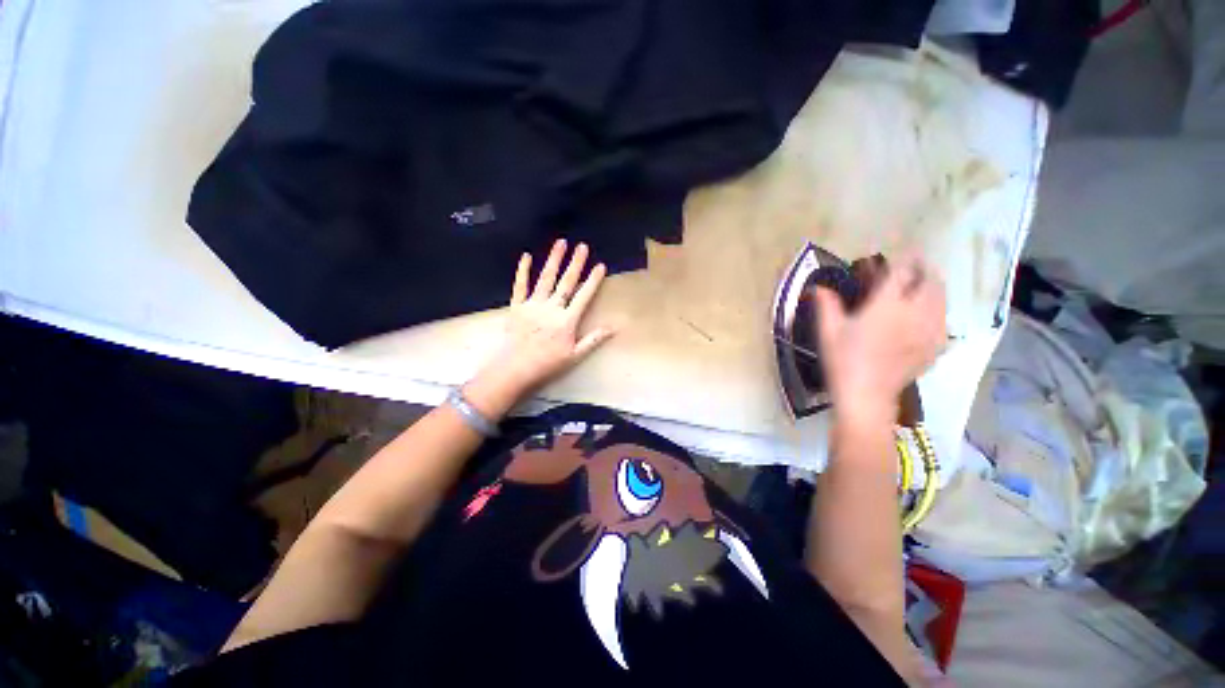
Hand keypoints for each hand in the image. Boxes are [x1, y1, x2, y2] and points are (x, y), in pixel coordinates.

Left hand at [464, 240, 615, 418]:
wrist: (516, 368)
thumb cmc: (548, 363)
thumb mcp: (575, 355)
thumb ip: (594, 339)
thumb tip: (613, 328)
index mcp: (566, 320)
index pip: (583, 296)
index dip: (593, 281)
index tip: (600, 266)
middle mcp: (551, 308)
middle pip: (566, 283)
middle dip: (575, 263)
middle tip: (582, 246)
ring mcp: (533, 305)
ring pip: (545, 279)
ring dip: (554, 260)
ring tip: (561, 243)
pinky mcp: (517, 306)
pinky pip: (520, 286)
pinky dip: (523, 271)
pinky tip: (527, 256)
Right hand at [813, 256, 945, 427]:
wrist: (866, 395)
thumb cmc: (843, 360)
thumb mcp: (828, 331)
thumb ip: (826, 305)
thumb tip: (817, 287)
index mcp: (887, 305)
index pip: (901, 273)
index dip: (903, 260)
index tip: (901, 254)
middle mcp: (914, 313)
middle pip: (930, 281)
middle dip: (924, 269)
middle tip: (915, 267)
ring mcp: (930, 330)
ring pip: (942, 299)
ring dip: (934, 288)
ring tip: (923, 287)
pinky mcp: (936, 347)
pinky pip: (944, 320)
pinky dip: (938, 311)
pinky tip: (928, 316)